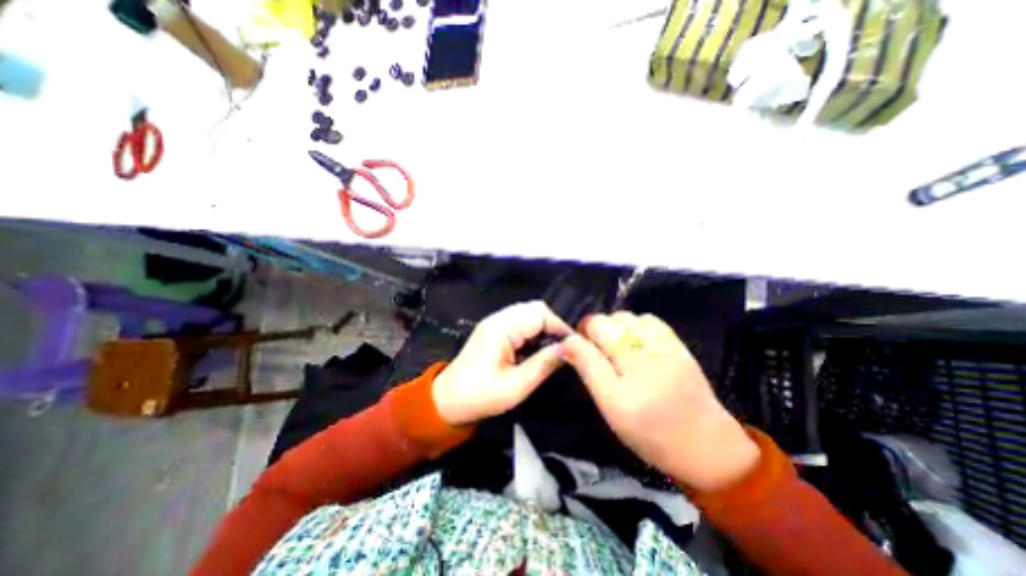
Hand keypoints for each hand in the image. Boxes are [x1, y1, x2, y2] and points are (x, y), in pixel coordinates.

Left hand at [430, 301, 563, 426]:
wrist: (448, 401)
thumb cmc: (480, 396)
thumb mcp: (515, 387)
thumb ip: (543, 365)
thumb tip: (569, 349)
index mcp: (501, 328)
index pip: (540, 313)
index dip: (560, 326)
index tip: (575, 345)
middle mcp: (499, 318)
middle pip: (535, 309)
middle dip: (554, 325)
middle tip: (567, 347)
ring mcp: (496, 323)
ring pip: (530, 314)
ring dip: (545, 328)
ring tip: (556, 349)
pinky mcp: (497, 330)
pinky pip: (522, 323)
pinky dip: (535, 332)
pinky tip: (540, 349)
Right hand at [561, 312, 760, 491]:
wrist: (708, 447)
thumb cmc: (651, 433)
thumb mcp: (611, 406)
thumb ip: (589, 368)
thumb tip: (568, 341)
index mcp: (630, 363)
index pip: (597, 326)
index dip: (582, 331)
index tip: (577, 347)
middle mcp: (649, 345)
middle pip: (614, 318)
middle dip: (598, 329)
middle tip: (597, 352)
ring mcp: (667, 343)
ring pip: (632, 317)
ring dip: (617, 327)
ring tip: (615, 347)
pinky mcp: (679, 346)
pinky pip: (651, 323)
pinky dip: (636, 326)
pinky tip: (635, 344)